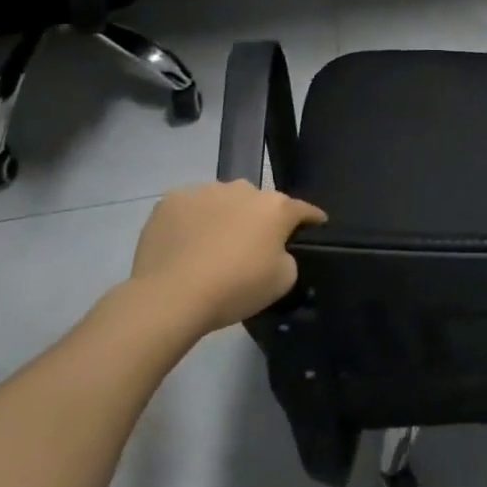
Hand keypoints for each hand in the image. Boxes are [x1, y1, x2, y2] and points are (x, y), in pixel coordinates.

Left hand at [129, 181, 325, 336]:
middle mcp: (244, 189)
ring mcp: (205, 191)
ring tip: (212, 244)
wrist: (170, 296)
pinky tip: (184, 244)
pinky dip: (192, 220)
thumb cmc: (235, 288)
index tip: (316, 224)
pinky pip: (190, 207)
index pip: (303, 209)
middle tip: (251, 245)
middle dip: (259, 218)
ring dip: (225, 216)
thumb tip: (275, 250)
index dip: (311, 218)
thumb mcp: (282, 280)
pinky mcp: (171, 200)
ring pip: (223, 200)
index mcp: (276, 207)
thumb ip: (287, 257)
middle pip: (259, 202)